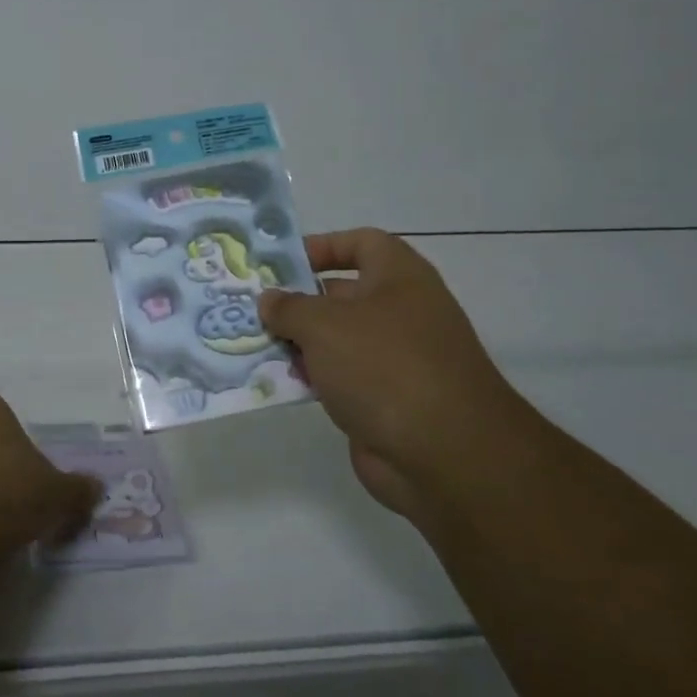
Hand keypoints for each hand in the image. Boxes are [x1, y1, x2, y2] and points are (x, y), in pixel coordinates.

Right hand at [260, 229, 521, 516]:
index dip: (322, 246)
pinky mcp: (385, 400)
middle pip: (341, 294)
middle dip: (297, 301)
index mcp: (399, 277)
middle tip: (252, 309)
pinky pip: (340, 378)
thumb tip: (270, 300)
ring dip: (299, 343)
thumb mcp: (324, 325)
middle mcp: (401, 311)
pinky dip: (312, 379)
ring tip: (254, 346)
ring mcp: (395, 359)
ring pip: (337, 340)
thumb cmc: (384, 365)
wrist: (444, 453)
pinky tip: (278, 383)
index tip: (281, 264)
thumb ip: (289, 307)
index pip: (361, 243)